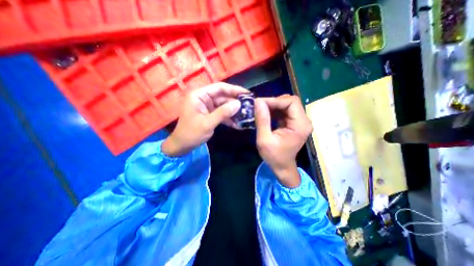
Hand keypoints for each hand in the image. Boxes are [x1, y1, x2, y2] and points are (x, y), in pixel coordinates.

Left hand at [162, 81, 248, 155]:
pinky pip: (221, 113)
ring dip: (233, 111)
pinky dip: (229, 118)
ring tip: (246, 115)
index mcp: (199, 95)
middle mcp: (203, 98)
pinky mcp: (209, 114)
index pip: (219, 88)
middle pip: (223, 96)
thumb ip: (223, 113)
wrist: (182, 146)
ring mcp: (207, 106)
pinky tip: (237, 124)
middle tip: (249, 106)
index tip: (247, 94)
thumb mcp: (208, 123)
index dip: (234, 90)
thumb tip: (238, 104)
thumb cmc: (191, 133)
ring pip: (224, 105)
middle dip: (235, 102)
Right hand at [254, 94, 313, 187]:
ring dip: (273, 105)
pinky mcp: (294, 123)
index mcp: (300, 125)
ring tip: (260, 110)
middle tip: (259, 106)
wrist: (282, 167)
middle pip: (290, 102)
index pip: (291, 102)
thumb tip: (258, 101)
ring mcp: (300, 121)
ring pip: (287, 105)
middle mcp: (304, 121)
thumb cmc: (274, 156)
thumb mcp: (264, 140)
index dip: (274, 100)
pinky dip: (275, 110)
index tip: (259, 103)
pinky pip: (285, 111)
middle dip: (273, 102)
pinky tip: (266, 114)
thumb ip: (262, 120)